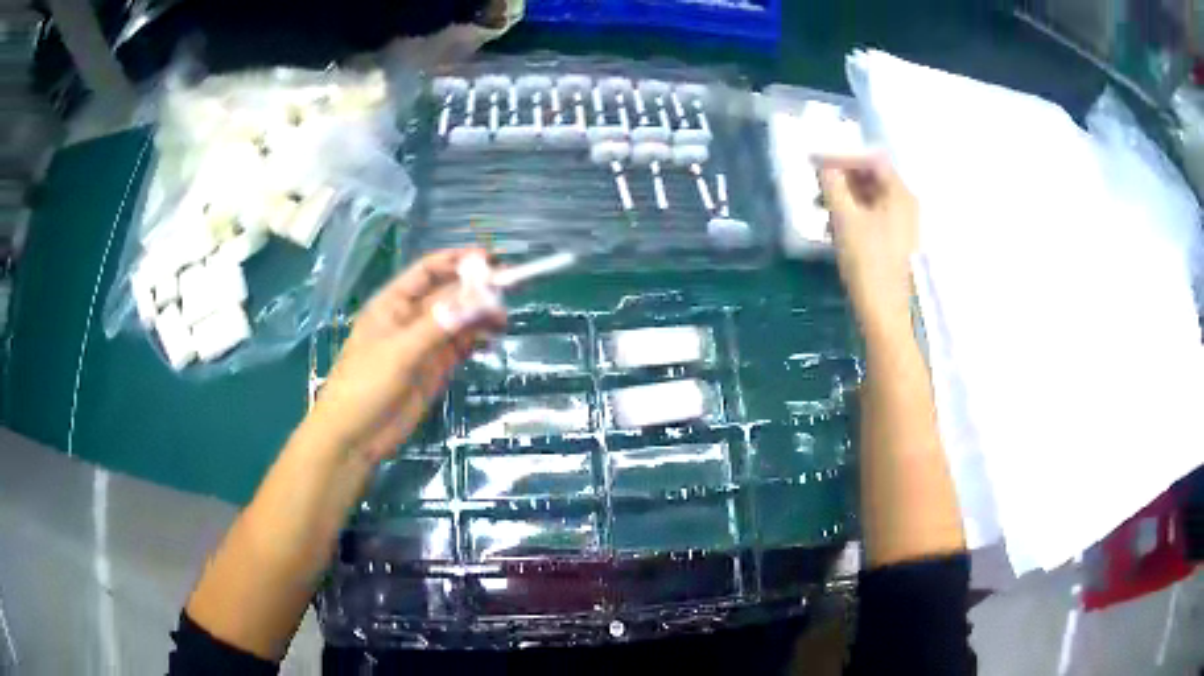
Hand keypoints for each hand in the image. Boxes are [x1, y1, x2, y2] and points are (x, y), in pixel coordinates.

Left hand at [307, 249, 504, 462]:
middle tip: (508, 292)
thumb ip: (438, 324)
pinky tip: (490, 340)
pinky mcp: (434, 370)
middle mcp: (410, 319)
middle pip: (448, 295)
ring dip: (479, 316)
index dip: (456, 262)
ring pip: (457, 321)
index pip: (427, 271)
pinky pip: (459, 347)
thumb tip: (478, 297)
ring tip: (502, 321)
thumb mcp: (400, 351)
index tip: (489, 260)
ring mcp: (423, 346)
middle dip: (475, 290)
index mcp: (393, 304)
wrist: (354, 436)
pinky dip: (475, 340)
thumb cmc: (365, 385)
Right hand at [818, 155, 918, 328]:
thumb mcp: (845, 218)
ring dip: (844, 198)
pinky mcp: (895, 243)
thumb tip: (823, 165)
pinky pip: (872, 217)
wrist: (885, 313)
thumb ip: (833, 186)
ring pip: (870, 199)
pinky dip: (852, 216)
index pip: (871, 159)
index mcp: (899, 194)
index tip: (816, 162)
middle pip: (872, 178)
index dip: (842, 157)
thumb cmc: (867, 261)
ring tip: (820, 209)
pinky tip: (834, 229)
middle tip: (816, 185)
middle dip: (842, 178)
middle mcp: (905, 204)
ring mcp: (902, 225)